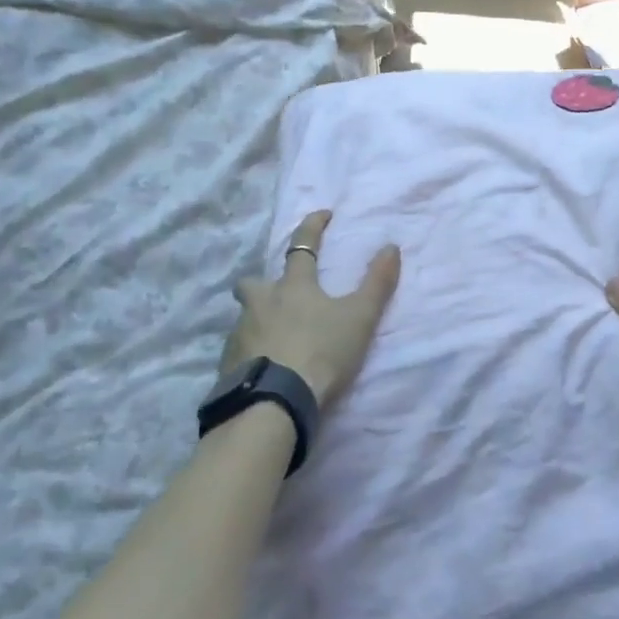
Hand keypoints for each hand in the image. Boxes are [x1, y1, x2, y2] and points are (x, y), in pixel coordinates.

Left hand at [222, 210, 400, 407]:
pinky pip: (238, 351)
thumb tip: (391, 246)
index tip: (323, 215)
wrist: (274, 404)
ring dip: (258, 321)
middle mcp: (261, 303)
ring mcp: (240, 334)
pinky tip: (264, 368)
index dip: (313, 226)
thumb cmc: (320, 353)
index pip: (302, 245)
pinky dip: (251, 353)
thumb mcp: (359, 318)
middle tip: (277, 294)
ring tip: (275, 339)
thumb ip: (377, 283)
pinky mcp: (227, 365)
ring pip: (245, 318)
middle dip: (261, 284)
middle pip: (252, 283)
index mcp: (293, 286)